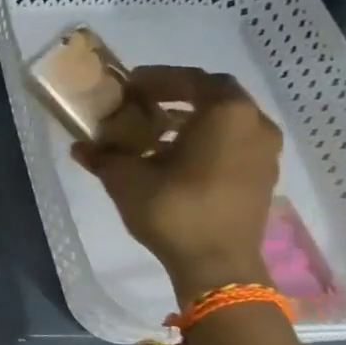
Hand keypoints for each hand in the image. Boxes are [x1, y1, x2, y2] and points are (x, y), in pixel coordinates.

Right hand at [72, 67, 280, 302]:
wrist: (218, 266)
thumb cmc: (175, 210)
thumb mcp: (127, 179)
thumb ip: (104, 156)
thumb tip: (80, 147)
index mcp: (226, 113)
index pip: (192, 79)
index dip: (159, 78)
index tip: (131, 85)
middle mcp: (254, 124)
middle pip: (215, 96)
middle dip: (179, 95)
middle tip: (144, 103)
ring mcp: (265, 152)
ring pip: (227, 120)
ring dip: (194, 119)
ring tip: (157, 131)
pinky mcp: (263, 176)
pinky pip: (235, 143)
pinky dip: (208, 140)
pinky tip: (177, 158)